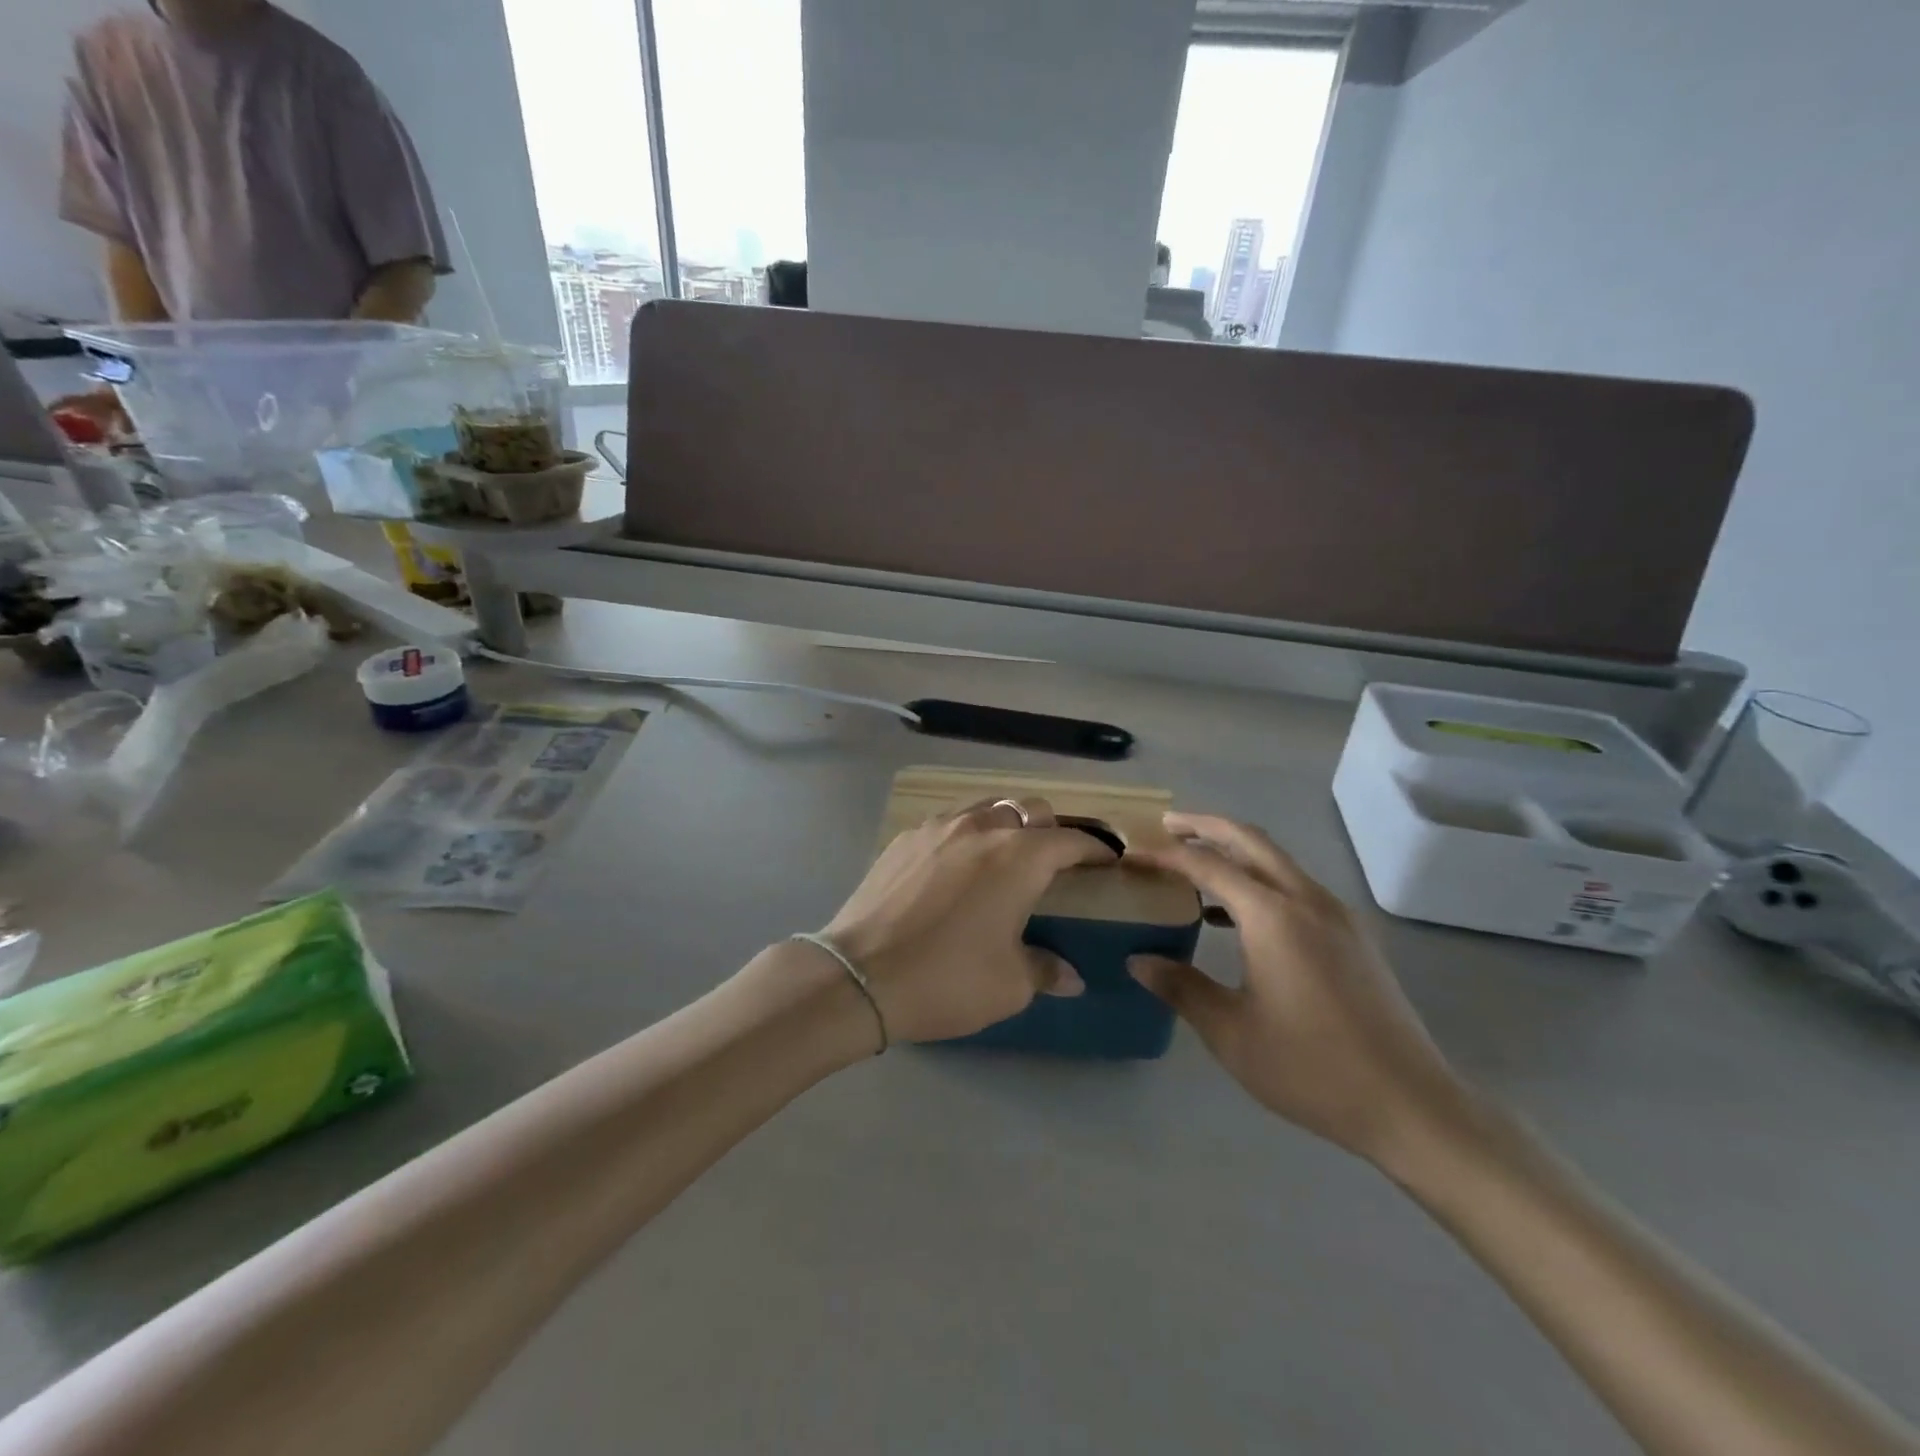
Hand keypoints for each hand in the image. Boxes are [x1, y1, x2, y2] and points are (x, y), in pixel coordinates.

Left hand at [817, 798, 1115, 1045]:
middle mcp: (983, 828)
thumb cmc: (947, 979)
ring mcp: (939, 827)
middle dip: (1051, 828)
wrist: (859, 975)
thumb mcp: (1009, 985)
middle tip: (1053, 862)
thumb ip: (1046, 970)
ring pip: (987, 808)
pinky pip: (949, 823)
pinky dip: (967, 835)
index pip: (1071, 840)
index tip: (1108, 859)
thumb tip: (1071, 976)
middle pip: (1030, 809)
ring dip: (1006, 825)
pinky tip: (956, 867)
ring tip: (1004, 858)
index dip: (1096, 848)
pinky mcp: (905, 838)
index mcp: (1019, 857)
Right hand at [1126, 813, 1465, 1166]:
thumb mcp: (1231, 1032)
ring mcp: (1336, 915)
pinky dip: (1260, 881)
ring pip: (1277, 861)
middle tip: (1166, 826)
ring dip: (1235, 852)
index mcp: (1272, 916)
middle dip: (1204, 827)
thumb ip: (1181, 987)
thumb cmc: (1311, 1067)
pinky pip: (1296, 887)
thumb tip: (1138, 959)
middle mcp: (1306, 899)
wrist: (1410, 1105)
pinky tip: (1239, 918)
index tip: (1133, 855)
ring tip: (1196, 867)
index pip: (1208, 865)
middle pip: (1250, 840)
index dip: (1166, 855)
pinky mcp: (1353, 936)